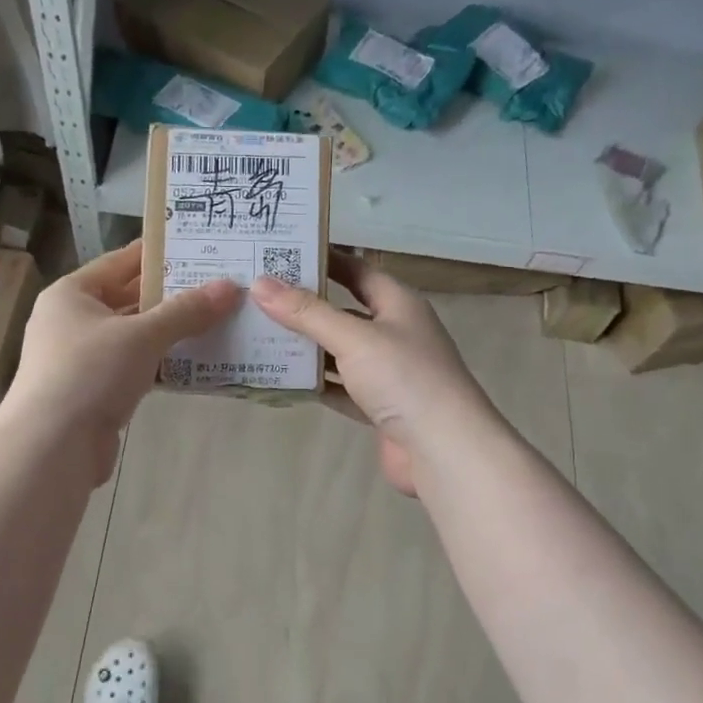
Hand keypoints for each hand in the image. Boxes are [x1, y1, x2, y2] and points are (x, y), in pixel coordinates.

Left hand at [3, 239, 237, 478]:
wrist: (52, 447)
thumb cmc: (89, 373)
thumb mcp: (141, 335)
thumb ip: (186, 311)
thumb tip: (230, 287)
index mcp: (71, 294)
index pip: (120, 261)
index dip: (159, 254)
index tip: (198, 247)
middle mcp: (72, 321)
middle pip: (128, 299)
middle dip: (171, 296)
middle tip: (218, 285)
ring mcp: (81, 359)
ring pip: (134, 336)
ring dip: (170, 332)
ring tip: (217, 320)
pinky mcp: (94, 392)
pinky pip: (134, 368)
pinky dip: (160, 364)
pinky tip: (196, 363)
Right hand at [251, 252, 497, 495]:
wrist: (444, 449)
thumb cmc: (405, 379)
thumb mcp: (354, 338)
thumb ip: (307, 313)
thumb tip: (260, 284)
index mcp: (398, 303)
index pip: (356, 270)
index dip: (323, 260)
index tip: (281, 253)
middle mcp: (394, 332)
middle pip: (343, 310)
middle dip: (305, 305)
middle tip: (258, 295)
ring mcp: (387, 371)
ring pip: (339, 351)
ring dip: (306, 346)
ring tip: (259, 334)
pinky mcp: (378, 406)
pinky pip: (340, 387)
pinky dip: (315, 383)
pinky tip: (282, 379)